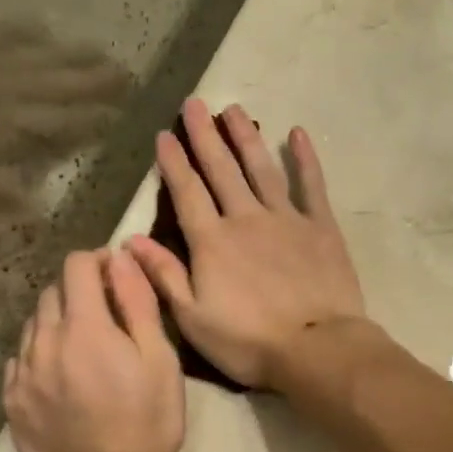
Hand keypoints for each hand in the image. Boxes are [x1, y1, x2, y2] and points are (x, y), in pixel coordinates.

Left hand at [4, 248, 185, 451]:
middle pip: (52, 292)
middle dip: (78, 291)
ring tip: (82, 349)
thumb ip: (137, 303)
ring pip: (33, 325)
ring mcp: (22, 372)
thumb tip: (119, 259)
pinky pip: (20, 360)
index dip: (98, 261)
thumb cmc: (146, 421)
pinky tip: (59, 377)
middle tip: (106, 316)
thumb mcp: (159, 359)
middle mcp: (44, 340)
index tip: (116, 277)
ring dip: (57, 322)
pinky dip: (39, 355)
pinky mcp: (12, 401)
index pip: (77, 265)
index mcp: (83, 326)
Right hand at [129, 98, 366, 390]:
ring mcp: (286, 219)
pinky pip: (312, 185)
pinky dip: (305, 159)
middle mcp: (246, 219)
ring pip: (261, 169)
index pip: (186, 193)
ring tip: (233, 109)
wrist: (316, 349)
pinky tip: (298, 134)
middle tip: (195, 103)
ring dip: (245, 137)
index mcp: (212, 242)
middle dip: (205, 136)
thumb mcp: (193, 319)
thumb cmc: (248, 342)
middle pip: (221, 170)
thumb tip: (131, 241)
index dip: (174, 163)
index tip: (164, 134)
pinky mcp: (321, 227)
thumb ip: (163, 276)